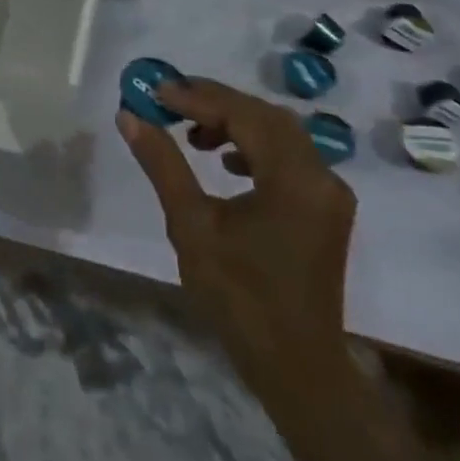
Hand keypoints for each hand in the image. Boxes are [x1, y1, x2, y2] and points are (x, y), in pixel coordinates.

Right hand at [118, 78, 354, 381]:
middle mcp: (321, 175)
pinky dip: (255, 146)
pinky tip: (227, 162)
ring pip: (279, 133)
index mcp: (294, 178)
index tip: (156, 91)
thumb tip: (130, 117)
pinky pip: (290, 156)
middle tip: (171, 102)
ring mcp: (329, 192)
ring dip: (236, 122)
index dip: (197, 97)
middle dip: (216, 102)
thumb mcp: (192, 227)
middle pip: (265, 116)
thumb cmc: (240, 299)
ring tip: (193, 134)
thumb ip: (163, 165)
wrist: (297, 369)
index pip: (243, 114)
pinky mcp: (326, 207)